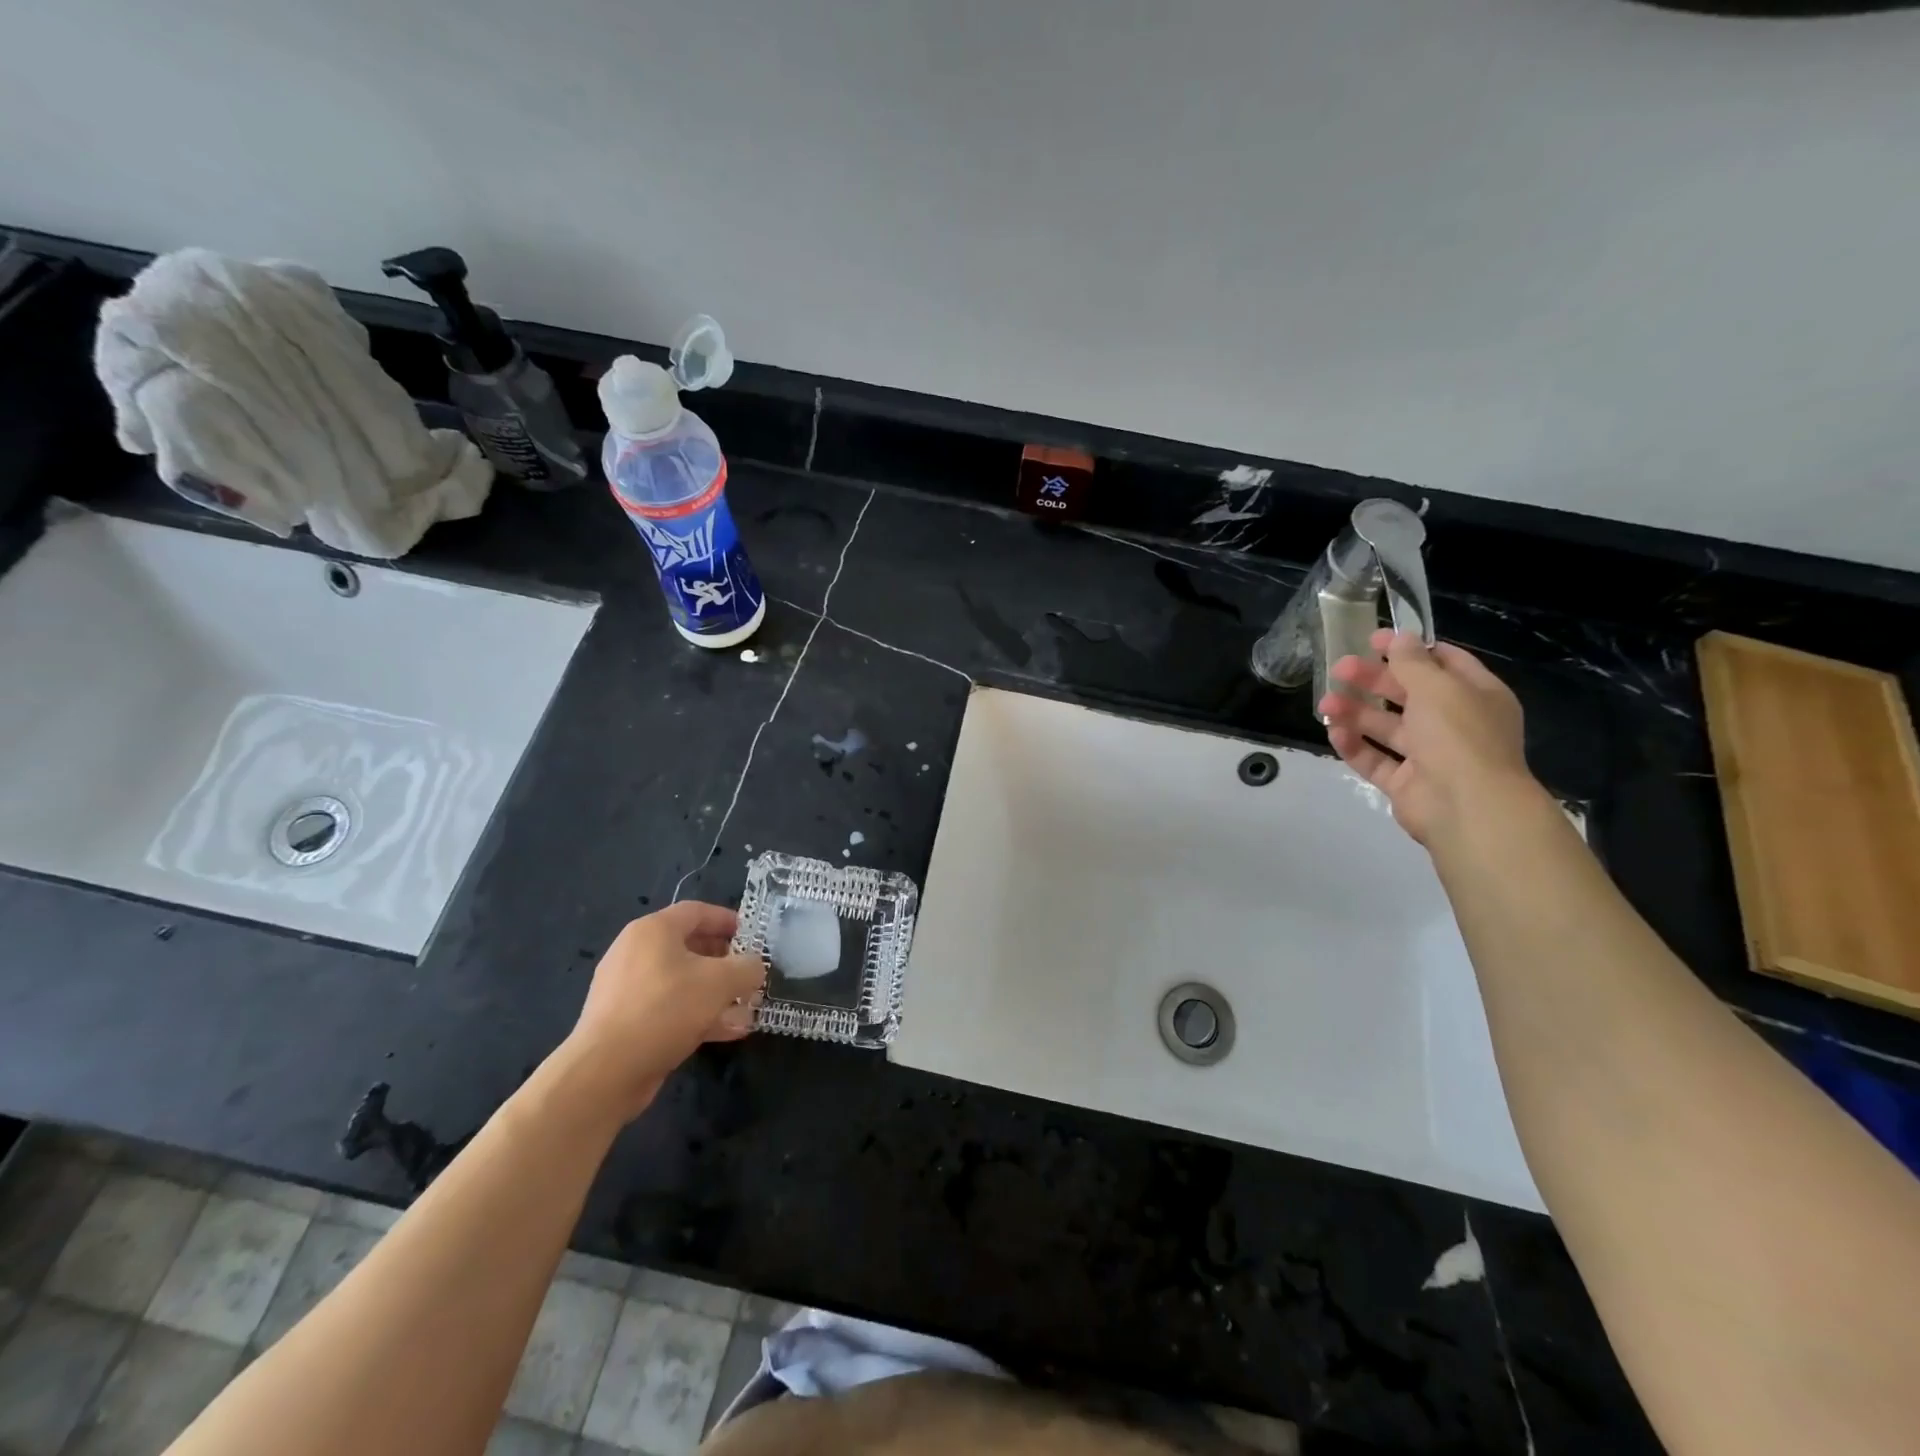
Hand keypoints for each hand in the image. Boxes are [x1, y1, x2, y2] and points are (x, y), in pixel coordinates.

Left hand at [560, 903, 764, 1122]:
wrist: (605, 1072)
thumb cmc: (665, 1009)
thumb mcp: (720, 982)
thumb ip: (747, 967)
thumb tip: (754, 967)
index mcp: (653, 931)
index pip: (697, 912)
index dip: (728, 920)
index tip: (753, 937)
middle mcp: (636, 952)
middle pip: (690, 947)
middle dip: (726, 962)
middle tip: (750, 976)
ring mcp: (628, 989)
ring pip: (682, 982)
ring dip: (717, 994)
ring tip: (746, 1009)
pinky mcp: (625, 1022)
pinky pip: (669, 1009)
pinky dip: (698, 1015)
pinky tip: (727, 1032)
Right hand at [1320, 628, 1542, 846]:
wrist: (1468, 807)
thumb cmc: (1459, 736)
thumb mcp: (1437, 687)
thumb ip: (1412, 661)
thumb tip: (1400, 637)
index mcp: (1476, 696)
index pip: (1443, 663)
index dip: (1409, 649)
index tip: (1373, 640)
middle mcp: (1454, 723)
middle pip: (1408, 694)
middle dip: (1372, 680)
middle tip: (1339, 669)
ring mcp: (1430, 756)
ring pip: (1387, 727)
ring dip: (1356, 712)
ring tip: (1325, 703)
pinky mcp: (1406, 783)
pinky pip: (1376, 760)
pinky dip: (1355, 745)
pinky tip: (1334, 732)